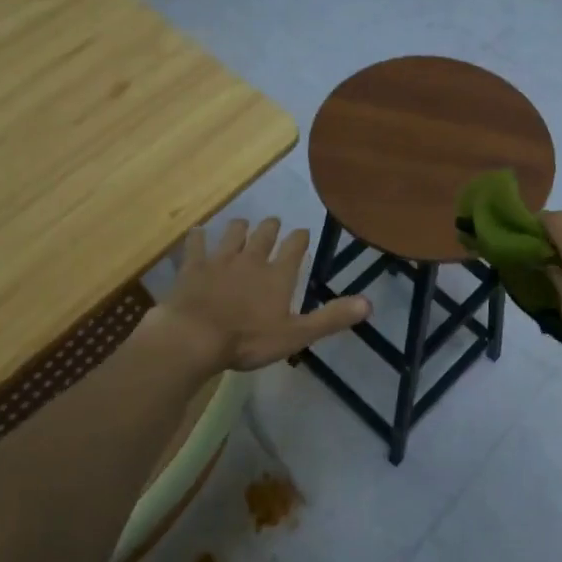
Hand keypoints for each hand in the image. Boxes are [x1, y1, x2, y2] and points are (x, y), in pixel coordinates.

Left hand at [151, 217, 369, 372]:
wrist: (195, 337)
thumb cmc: (248, 340)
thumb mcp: (296, 335)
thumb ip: (330, 318)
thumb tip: (368, 303)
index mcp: (277, 275)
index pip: (294, 248)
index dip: (300, 238)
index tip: (303, 231)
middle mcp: (251, 260)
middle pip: (264, 235)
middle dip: (271, 227)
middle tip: (274, 221)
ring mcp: (219, 261)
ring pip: (232, 235)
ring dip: (239, 227)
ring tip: (242, 223)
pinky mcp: (192, 267)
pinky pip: (195, 245)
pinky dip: (197, 238)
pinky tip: (197, 233)